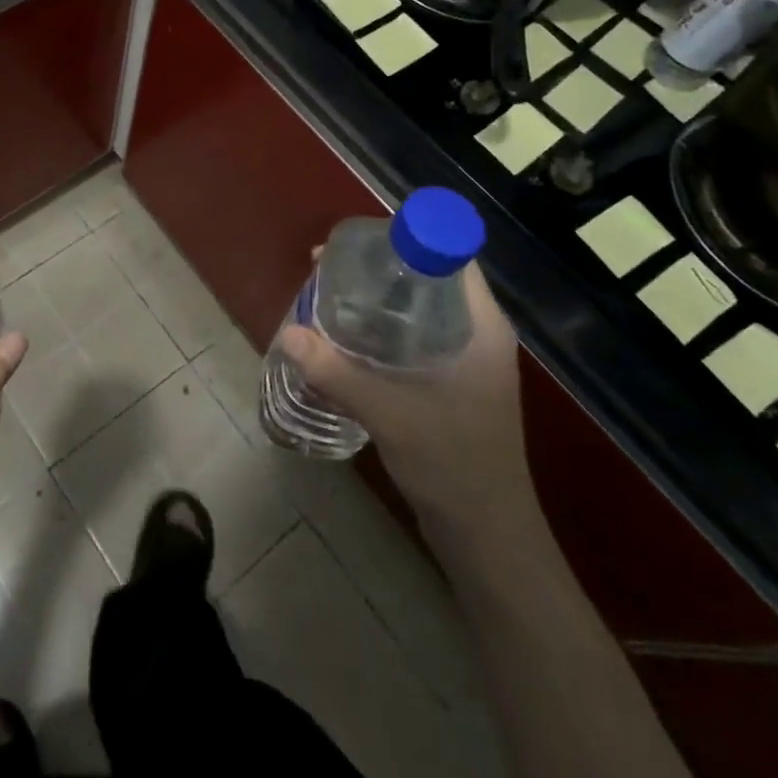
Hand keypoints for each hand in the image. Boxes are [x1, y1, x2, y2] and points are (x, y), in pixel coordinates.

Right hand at [278, 261, 536, 541]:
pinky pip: (408, 336)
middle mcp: (473, 334)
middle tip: (325, 266)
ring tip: (324, 294)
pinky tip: (341, 337)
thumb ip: (338, 373)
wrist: (488, 540)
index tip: (357, 242)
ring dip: (371, 298)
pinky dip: (376, 328)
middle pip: (424, 277)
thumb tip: (289, 333)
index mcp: (480, 326)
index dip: (406, 237)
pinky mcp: (446, 383)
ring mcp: (461, 360)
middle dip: (375, 266)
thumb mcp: (392, 414)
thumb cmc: (455, 466)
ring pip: (413, 308)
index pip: (450, 255)